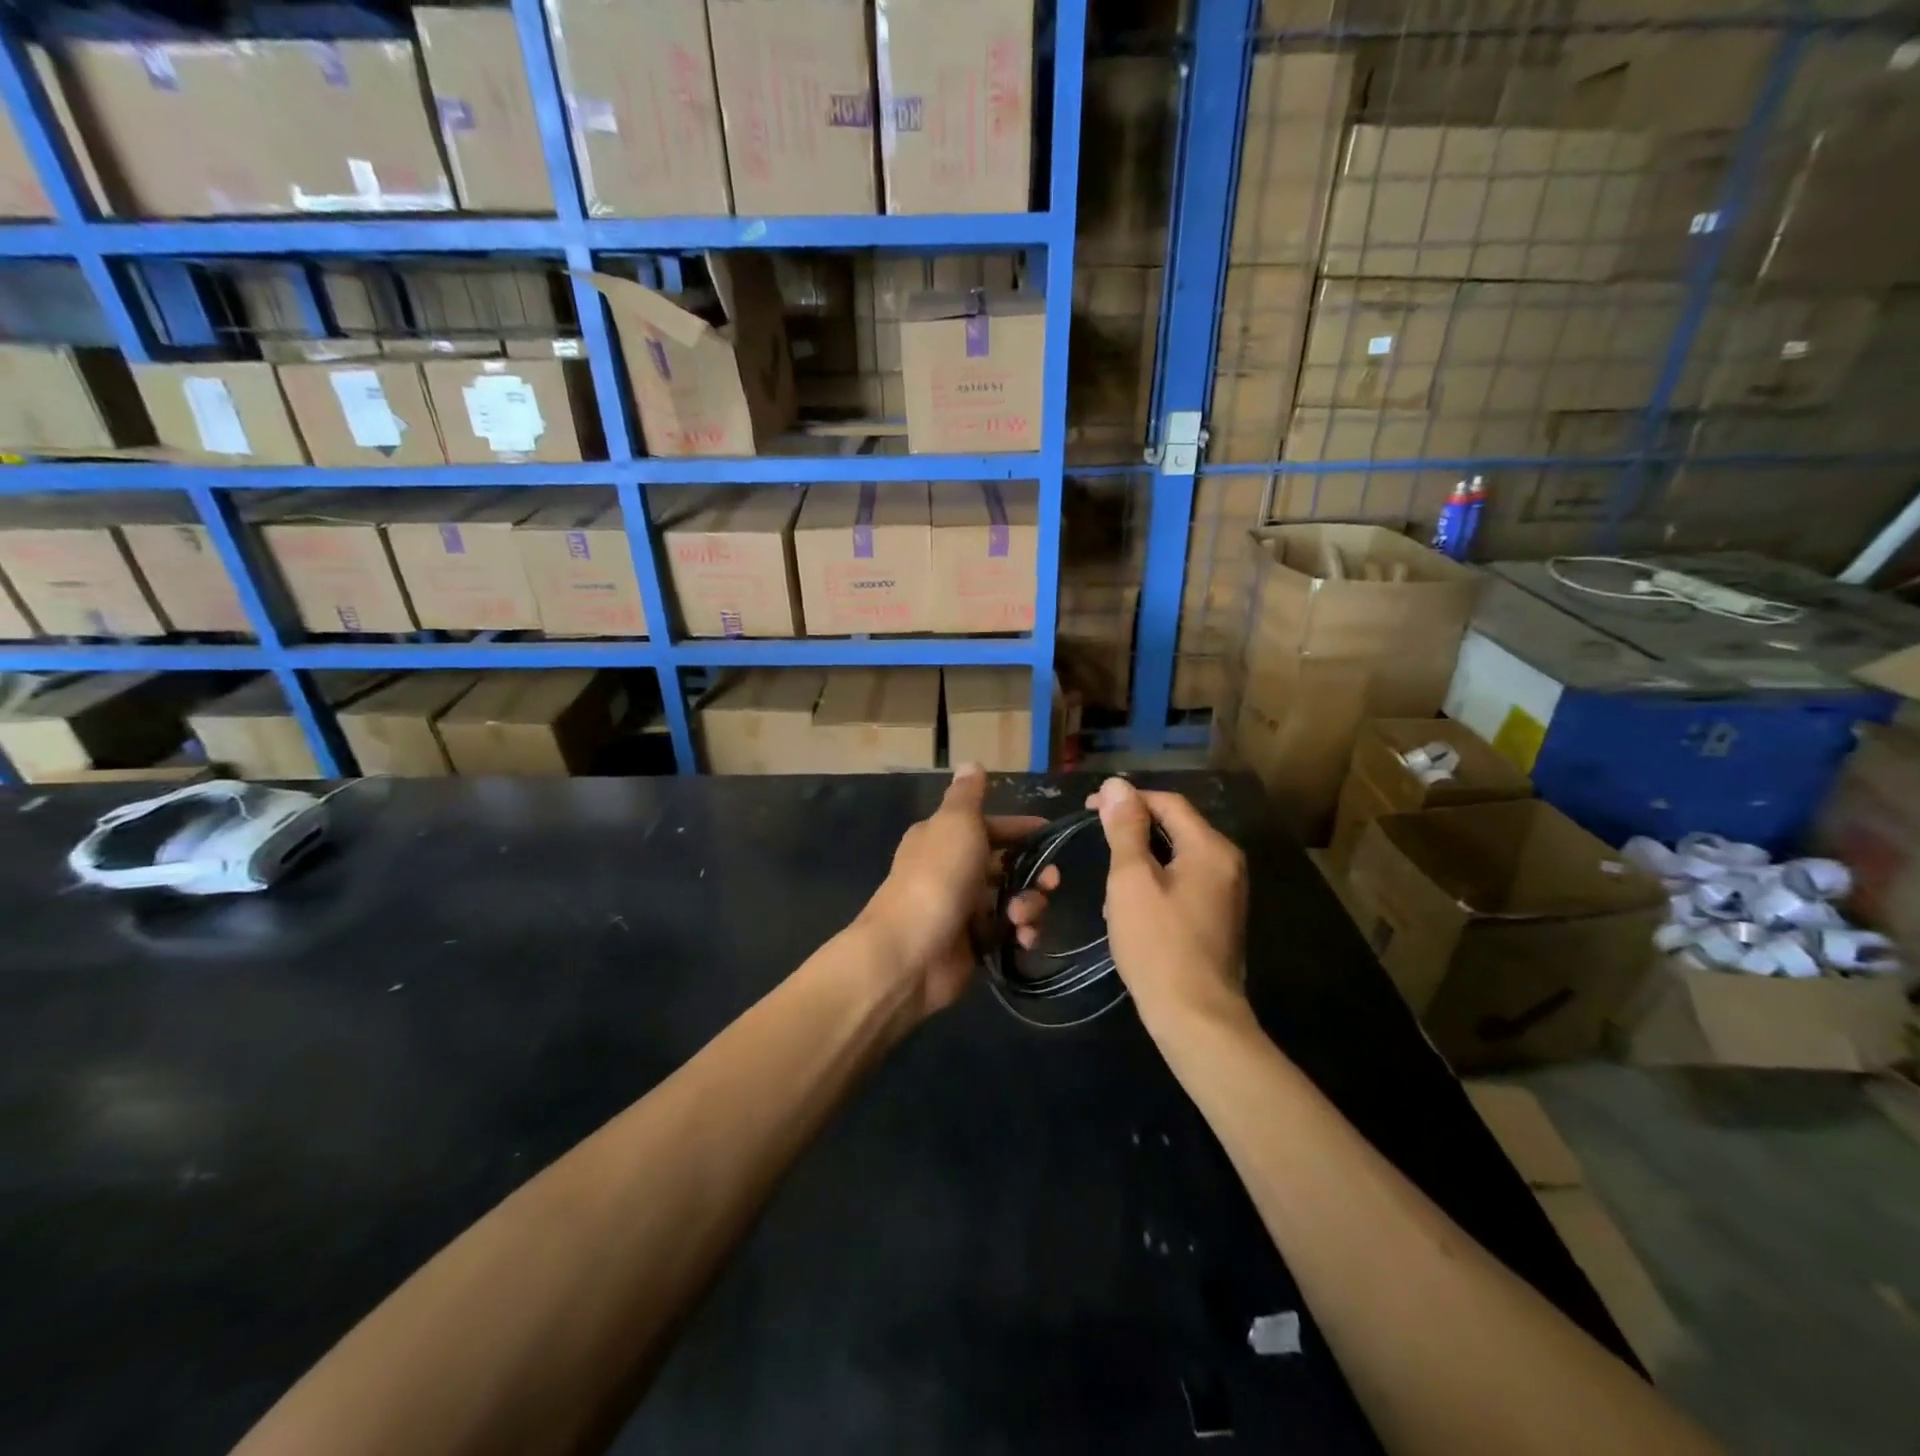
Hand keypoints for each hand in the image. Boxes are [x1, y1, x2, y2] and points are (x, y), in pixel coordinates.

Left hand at [858, 765, 1057, 1017]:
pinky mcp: (972, 944)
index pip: (990, 827)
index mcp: (944, 837)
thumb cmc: (938, 877)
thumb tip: (972, 763)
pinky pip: (1007, 933)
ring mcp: (963, 909)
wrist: (910, 952)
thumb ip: (968, 796)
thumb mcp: (956, 823)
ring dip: (1029, 905)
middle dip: (1035, 872)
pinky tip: (1023, 938)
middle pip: (1006, 865)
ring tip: (1023, 917)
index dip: (1020, 829)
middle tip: (1051, 882)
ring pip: (1011, 899)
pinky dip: (1020, 934)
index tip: (1050, 834)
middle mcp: (953, 869)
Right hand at [1087, 777, 1248, 1032]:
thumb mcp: (1132, 880)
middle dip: (1133, 830)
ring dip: (1140, 859)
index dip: (1127, 800)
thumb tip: (1117, 785)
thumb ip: (1125, 829)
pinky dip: (1154, 883)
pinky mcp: (1218, 918)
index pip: (1167, 802)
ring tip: (1109, 879)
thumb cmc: (1159, 943)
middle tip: (1095, 840)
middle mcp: (1227, 863)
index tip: (1089, 808)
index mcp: (1210, 848)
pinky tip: (1130, 907)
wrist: (1196, 1017)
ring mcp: (1226, 893)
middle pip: (1176, 827)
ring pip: (1176, 857)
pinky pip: (1183, 883)